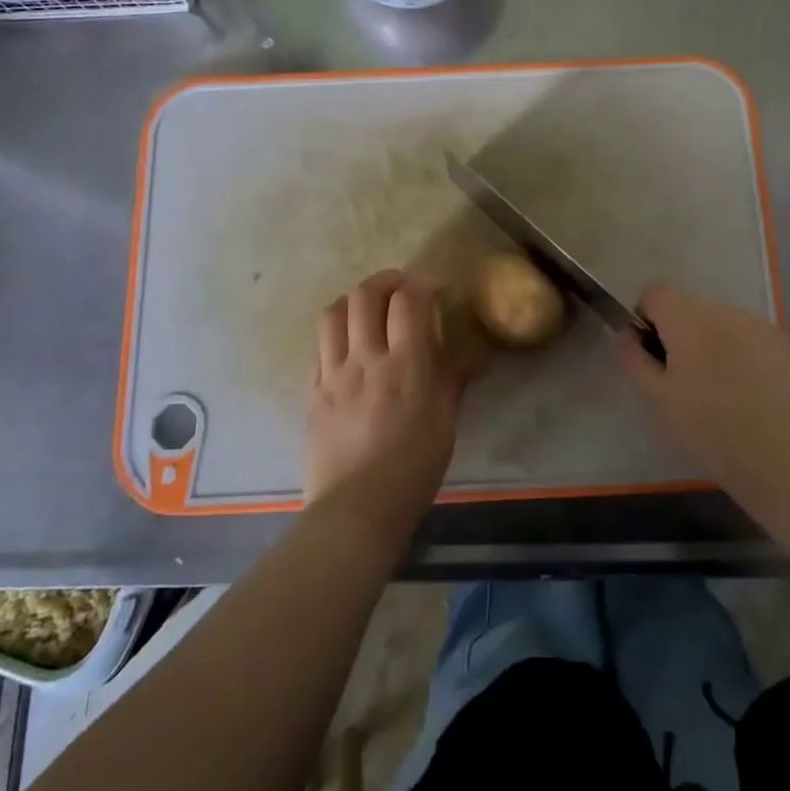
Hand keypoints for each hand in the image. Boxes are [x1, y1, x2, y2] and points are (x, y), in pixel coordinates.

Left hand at [306, 270, 464, 543]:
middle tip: (403, 289)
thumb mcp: (445, 424)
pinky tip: (351, 350)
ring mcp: (333, 374)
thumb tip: (475, 354)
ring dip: (355, 301)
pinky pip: (321, 347)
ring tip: (370, 310)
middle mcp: (365, 359)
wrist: (355, 510)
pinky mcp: (314, 392)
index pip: (408, 300)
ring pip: (334, 313)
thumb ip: (454, 380)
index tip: (436, 291)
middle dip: (387, 280)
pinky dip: (338, 335)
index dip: (424, 284)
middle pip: (365, 294)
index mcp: (405, 366)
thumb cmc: (412, 470)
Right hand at [615, 286, 789, 509]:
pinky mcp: (788, 345)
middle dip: (683, 336)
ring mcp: (761, 326)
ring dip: (716, 345)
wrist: (787, 458)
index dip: (647, 318)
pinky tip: (754, 395)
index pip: (656, 294)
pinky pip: (754, 340)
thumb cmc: (711, 430)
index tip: (652, 353)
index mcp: (689, 321)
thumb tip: (626, 333)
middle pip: (692, 311)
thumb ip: (634, 359)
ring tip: (724, 392)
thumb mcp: (658, 401)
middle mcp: (725, 312)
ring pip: (724, 325)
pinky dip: (746, 357)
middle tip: (687, 382)